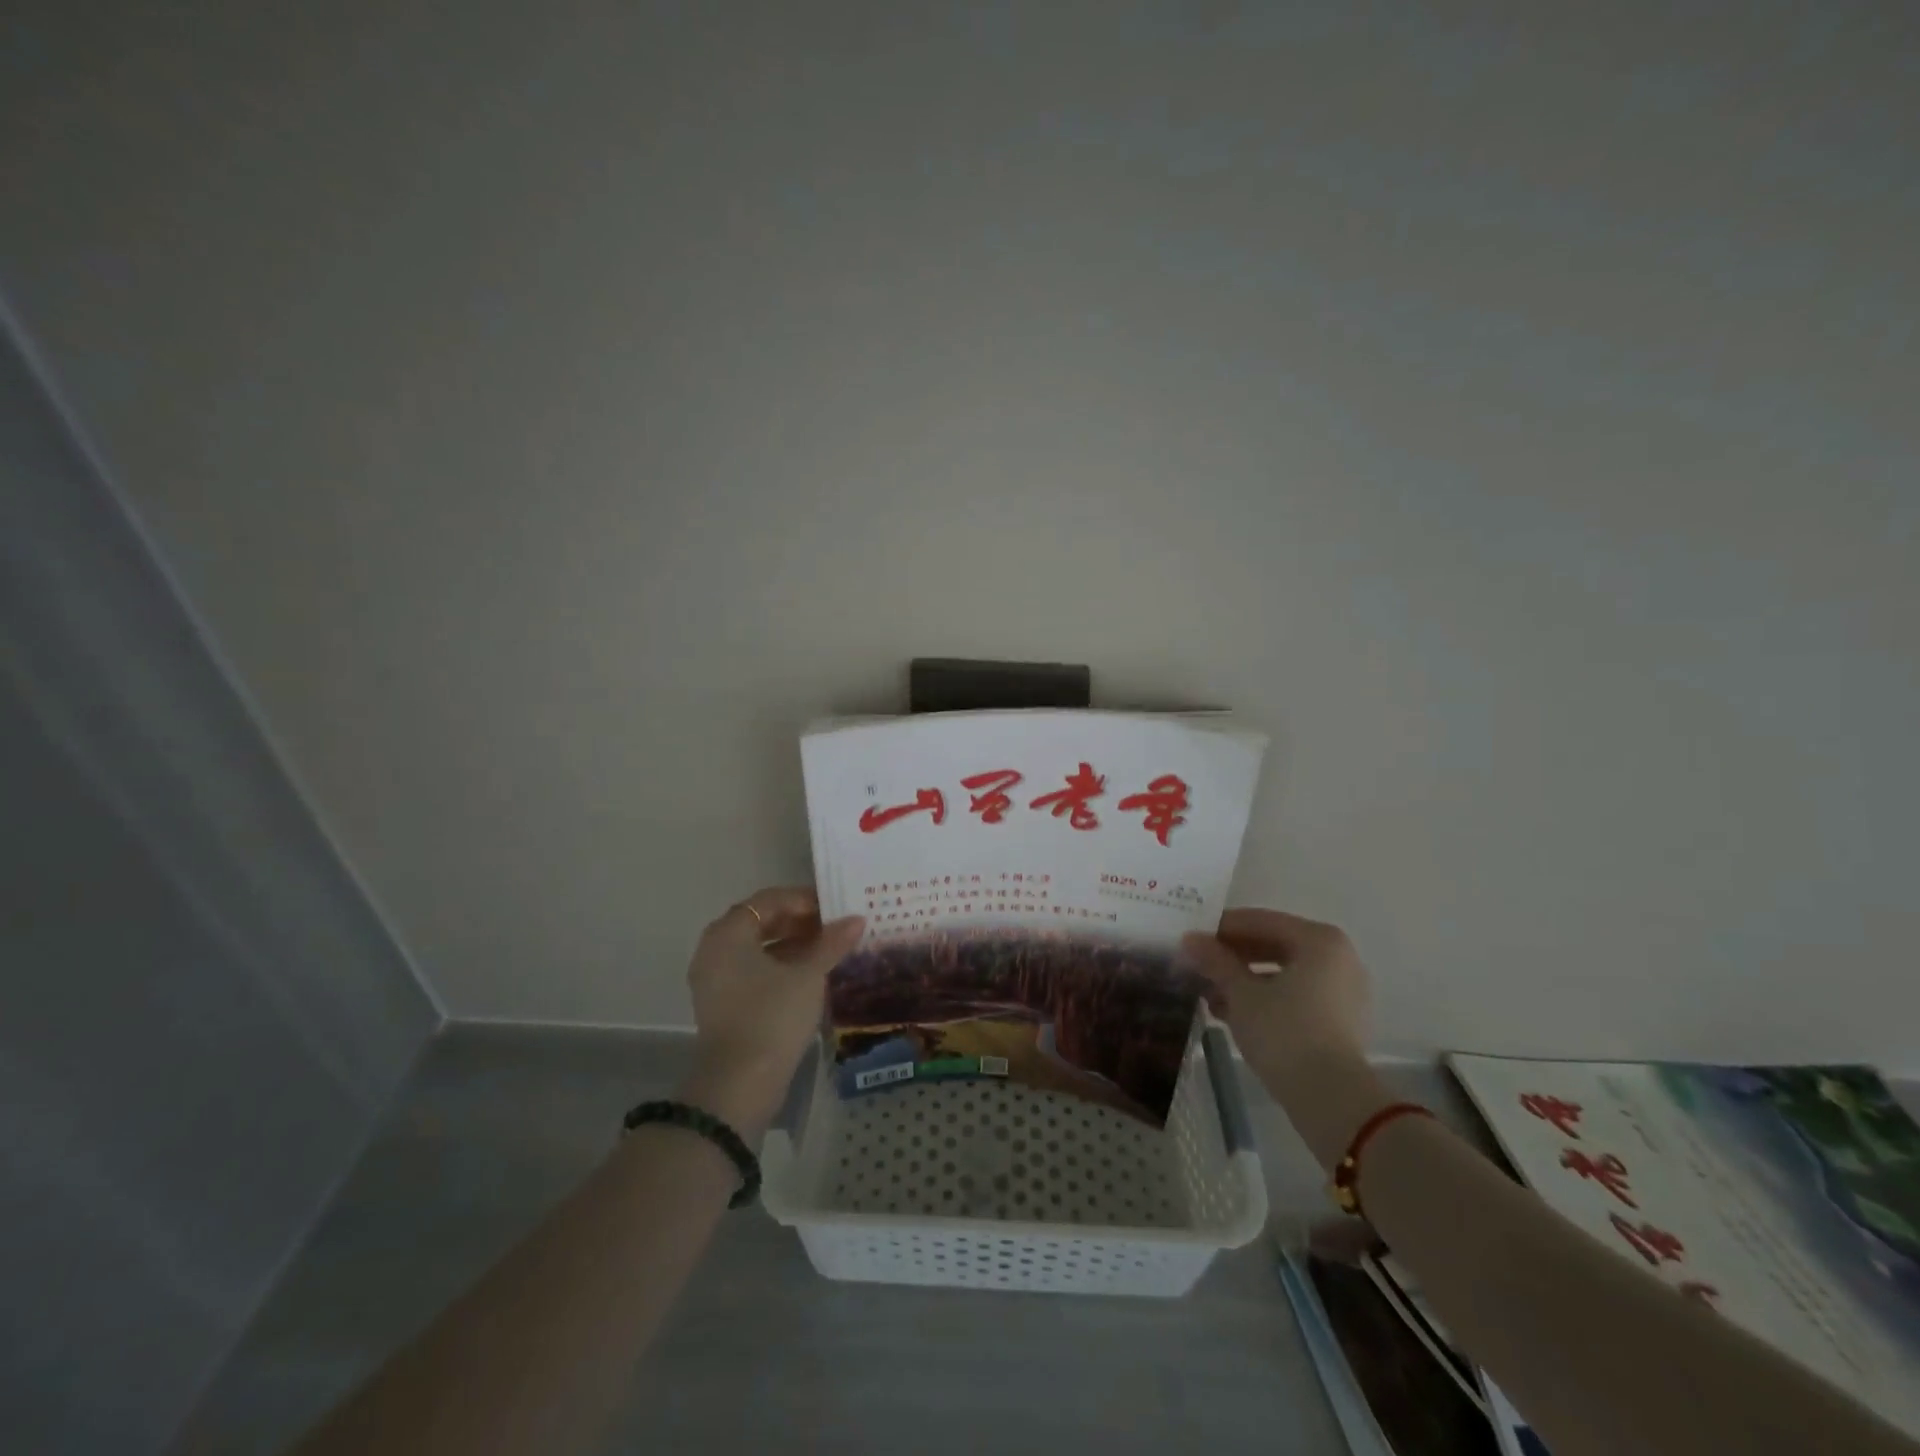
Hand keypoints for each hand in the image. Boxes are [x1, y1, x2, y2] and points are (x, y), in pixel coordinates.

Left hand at [680, 887, 864, 1132]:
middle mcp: (714, 950)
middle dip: (799, 921)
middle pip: (761, 921)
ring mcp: (715, 980)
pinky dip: (781, 966)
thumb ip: (831, 943)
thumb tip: (856, 919)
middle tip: (834, 926)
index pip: (769, 900)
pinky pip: (753, 971)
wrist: (739, 1085)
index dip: (803, 899)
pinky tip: (812, 974)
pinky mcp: (723, 1005)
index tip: (834, 907)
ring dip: (793, 944)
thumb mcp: (808, 975)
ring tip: (829, 948)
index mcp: (728, 933)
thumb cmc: (772, 1017)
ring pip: (758, 948)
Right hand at [1180, 908, 1372, 1102]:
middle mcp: (1338, 957)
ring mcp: (1343, 990)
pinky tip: (1231, 1013)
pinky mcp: (1340, 1020)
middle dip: (1232, 956)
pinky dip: (1265, 998)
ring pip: (1282, 972)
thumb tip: (1190, 939)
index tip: (1191, 938)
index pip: (1259, 921)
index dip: (1221, 929)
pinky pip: (1295, 995)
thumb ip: (1215, 960)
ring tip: (1209, 994)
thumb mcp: (1240, 992)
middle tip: (1197, 965)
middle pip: (1273, 944)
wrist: (1331, 1098)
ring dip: (1244, 980)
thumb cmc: (1284, 1031)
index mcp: (1319, 940)